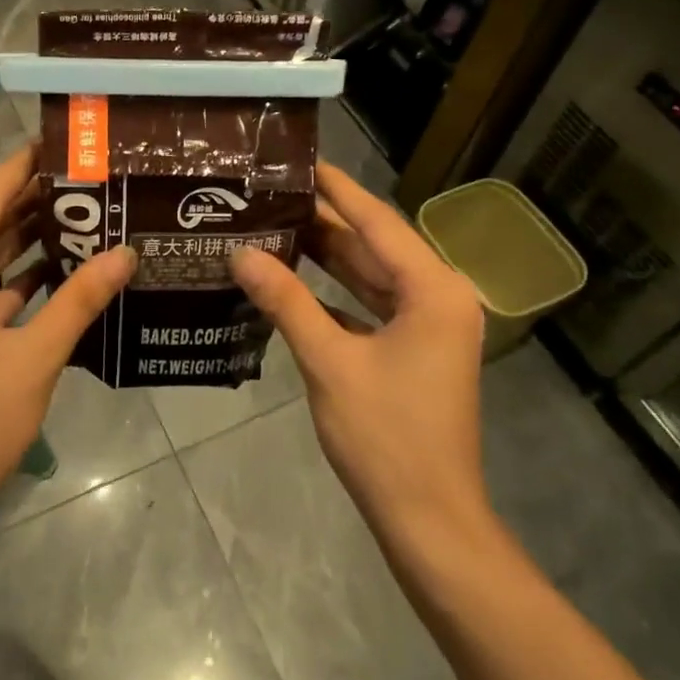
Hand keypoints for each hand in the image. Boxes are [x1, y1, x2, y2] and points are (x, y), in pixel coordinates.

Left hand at [0, 145, 135, 545]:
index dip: (20, 168)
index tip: (57, 142)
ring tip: (78, 214)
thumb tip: (125, 253)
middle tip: (83, 179)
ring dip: (23, 240)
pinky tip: (55, 271)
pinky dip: (12, 279)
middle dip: (29, 202)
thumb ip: (80, 299)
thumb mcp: (35, 356)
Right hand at [230, 162, 492, 546]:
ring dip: (326, 257)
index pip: (378, 221)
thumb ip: (286, 301)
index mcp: (433, 290)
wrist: (427, 518)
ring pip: (370, 277)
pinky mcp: (412, 350)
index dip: (337, 190)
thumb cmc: (385, 436)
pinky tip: (290, 280)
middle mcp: (438, 298)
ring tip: (273, 224)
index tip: (300, 161)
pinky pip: (369, 307)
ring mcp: (427, 326)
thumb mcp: (329, 362)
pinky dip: (333, 294)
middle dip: (324, 221)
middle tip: (272, 193)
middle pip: (374, 246)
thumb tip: (241, 254)